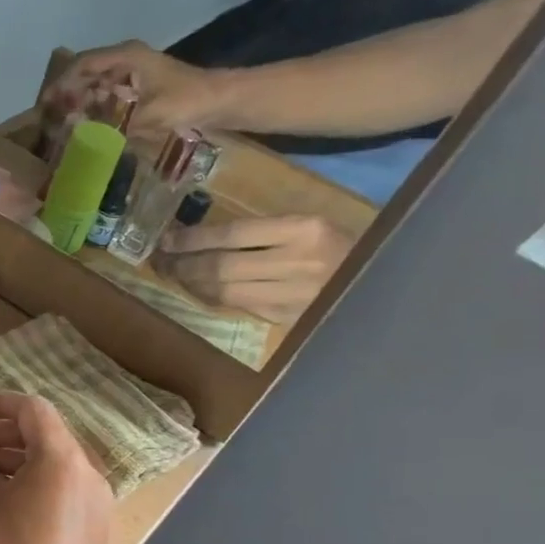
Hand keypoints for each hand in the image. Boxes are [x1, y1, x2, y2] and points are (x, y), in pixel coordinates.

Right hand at [39, 40, 229, 136]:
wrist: (220, 101)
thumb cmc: (186, 101)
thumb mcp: (149, 114)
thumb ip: (111, 122)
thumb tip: (75, 130)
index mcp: (126, 56)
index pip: (82, 63)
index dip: (60, 82)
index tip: (45, 104)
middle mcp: (126, 59)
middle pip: (85, 72)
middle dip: (65, 94)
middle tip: (49, 118)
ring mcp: (132, 71)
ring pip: (95, 83)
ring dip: (78, 102)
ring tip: (63, 124)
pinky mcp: (138, 86)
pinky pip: (107, 93)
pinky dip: (93, 107)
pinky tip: (86, 125)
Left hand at [152, 214, 354, 322]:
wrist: (388, 281)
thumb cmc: (343, 244)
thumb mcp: (309, 224)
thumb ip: (264, 230)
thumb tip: (200, 237)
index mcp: (305, 230)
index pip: (231, 235)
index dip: (191, 240)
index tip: (164, 239)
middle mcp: (298, 263)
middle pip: (221, 267)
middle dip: (181, 265)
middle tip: (156, 261)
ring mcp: (293, 296)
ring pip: (224, 292)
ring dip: (190, 284)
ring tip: (170, 274)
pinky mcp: (289, 319)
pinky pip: (238, 307)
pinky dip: (211, 298)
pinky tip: (196, 290)